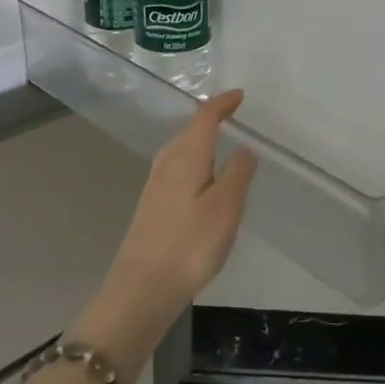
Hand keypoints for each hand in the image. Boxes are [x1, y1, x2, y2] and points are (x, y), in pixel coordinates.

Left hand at [73, 90, 256, 380]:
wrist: (141, 288)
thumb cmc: (189, 244)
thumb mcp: (226, 207)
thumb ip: (238, 173)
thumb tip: (243, 148)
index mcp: (186, 156)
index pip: (205, 117)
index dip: (222, 103)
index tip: (239, 95)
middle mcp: (167, 162)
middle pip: (190, 130)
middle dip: (211, 119)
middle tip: (233, 115)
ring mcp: (156, 184)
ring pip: (182, 149)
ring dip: (201, 140)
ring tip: (221, 143)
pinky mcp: (152, 204)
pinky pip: (177, 167)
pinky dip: (193, 160)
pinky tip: (201, 179)